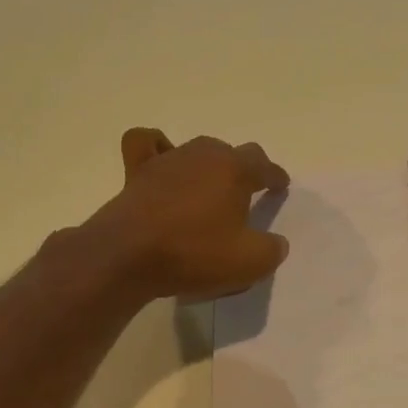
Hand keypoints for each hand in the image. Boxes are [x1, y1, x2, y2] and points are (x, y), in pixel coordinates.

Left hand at [82, 128, 290, 301]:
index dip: (275, 177)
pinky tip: (162, 163)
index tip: (279, 187)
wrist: (127, 256)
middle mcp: (203, 155)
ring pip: (196, 149)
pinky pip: (147, 144)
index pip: (264, 165)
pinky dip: (157, 148)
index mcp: (235, 170)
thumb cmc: (194, 254)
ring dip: (207, 164)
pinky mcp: (137, 171)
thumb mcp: (249, 263)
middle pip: (231, 152)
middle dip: (242, 169)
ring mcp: (168, 159)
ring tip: (208, 188)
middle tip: (244, 194)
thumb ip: (271, 249)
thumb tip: (275, 243)